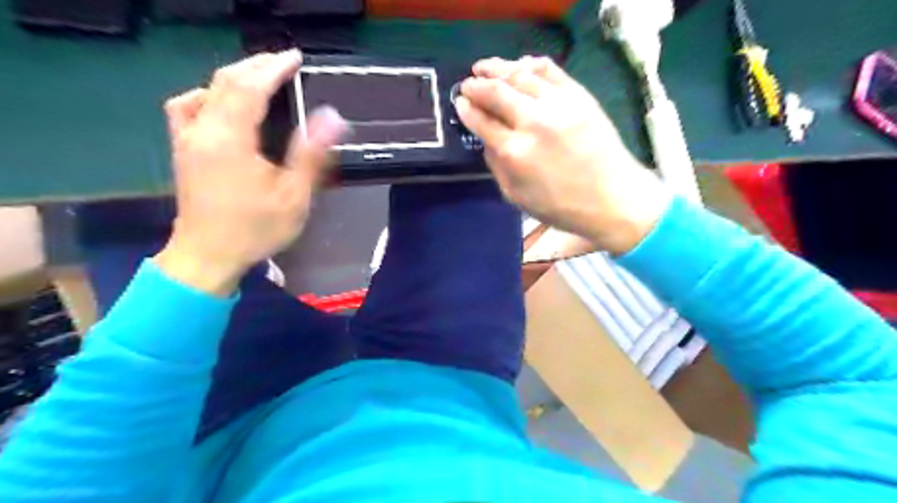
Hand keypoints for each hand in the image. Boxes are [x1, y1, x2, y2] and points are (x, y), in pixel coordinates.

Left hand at [156, 51, 347, 293]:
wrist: (207, 256)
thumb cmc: (255, 229)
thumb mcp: (293, 196)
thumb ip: (311, 154)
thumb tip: (331, 118)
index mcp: (230, 139)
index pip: (250, 88)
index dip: (273, 68)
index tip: (295, 58)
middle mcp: (202, 130)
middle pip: (225, 81)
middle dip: (255, 66)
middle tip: (283, 62)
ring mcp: (187, 138)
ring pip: (206, 90)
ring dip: (234, 77)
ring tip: (259, 76)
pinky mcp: (183, 149)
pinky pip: (187, 107)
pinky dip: (207, 94)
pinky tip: (220, 102)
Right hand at [459, 57, 667, 255]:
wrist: (612, 198)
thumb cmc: (561, 206)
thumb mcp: (516, 197)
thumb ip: (495, 166)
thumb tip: (486, 139)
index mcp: (515, 152)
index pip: (481, 121)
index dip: (467, 109)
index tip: (459, 102)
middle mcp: (533, 123)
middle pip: (496, 92)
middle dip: (476, 86)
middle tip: (467, 84)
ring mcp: (558, 105)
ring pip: (520, 74)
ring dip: (497, 68)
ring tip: (485, 67)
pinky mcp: (579, 96)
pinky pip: (549, 70)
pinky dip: (530, 63)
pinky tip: (519, 65)